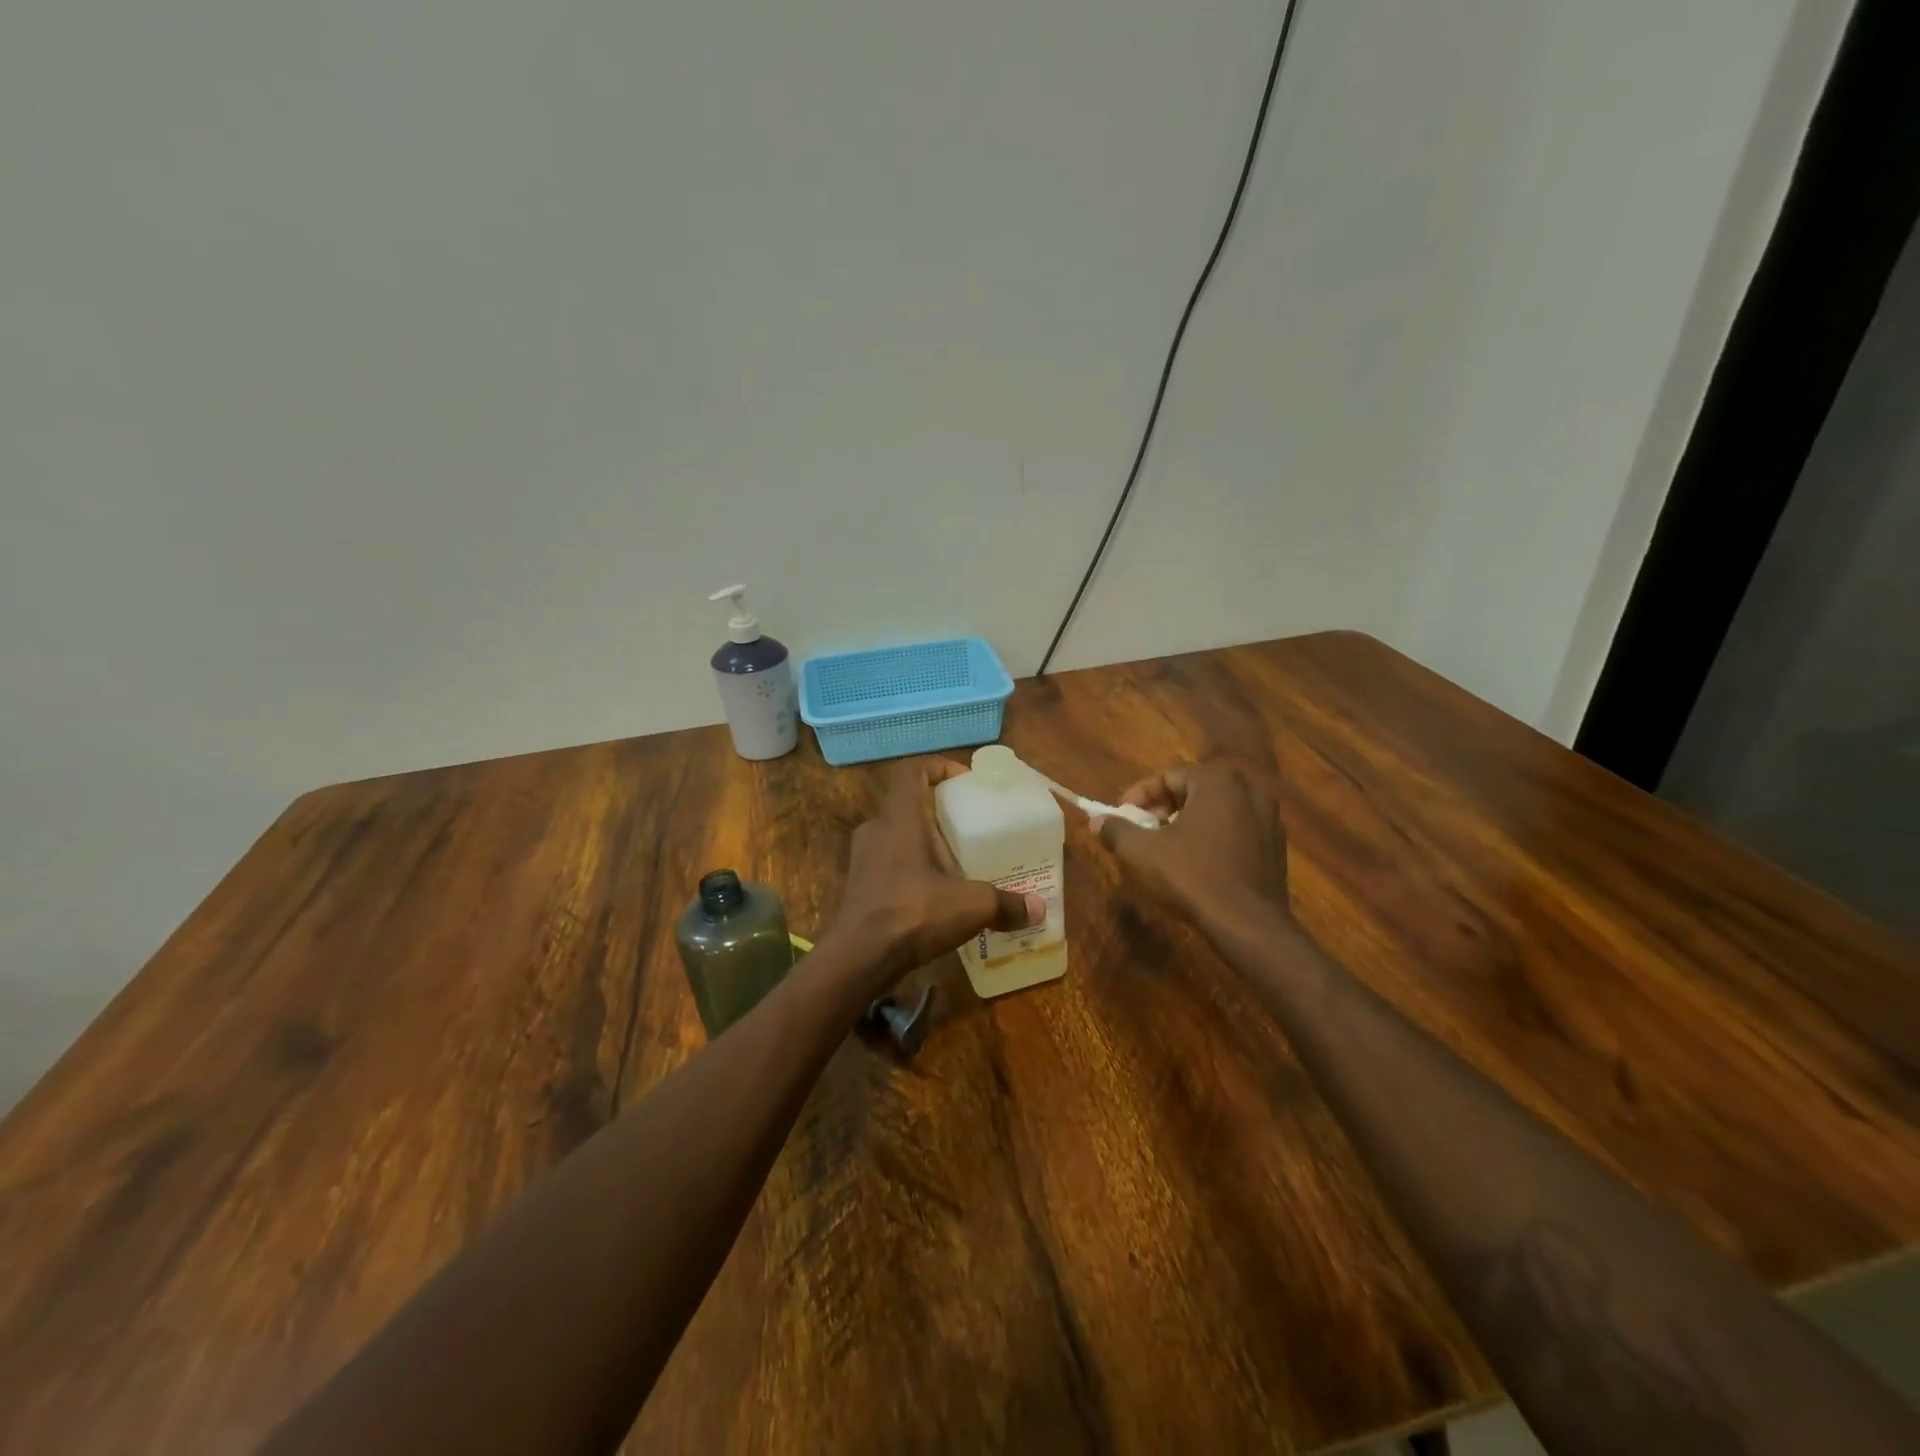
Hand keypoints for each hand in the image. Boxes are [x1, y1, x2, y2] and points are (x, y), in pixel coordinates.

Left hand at [824, 757, 1045, 989]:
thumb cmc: (913, 912)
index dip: (937, 767)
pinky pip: (888, 865)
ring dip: (924, 845)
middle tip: (968, 829)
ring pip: (896, 837)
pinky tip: (934, 896)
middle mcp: (876, 830)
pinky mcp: (858, 887)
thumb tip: (1038, 910)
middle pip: (907, 805)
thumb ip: (1005, 904)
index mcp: (900, 818)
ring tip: (956, 865)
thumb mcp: (970, 905)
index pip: (911, 771)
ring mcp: (862, 859)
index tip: (964, 781)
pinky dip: (911, 871)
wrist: (859, 957)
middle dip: (938, 813)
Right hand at [1093, 760, 1291, 930]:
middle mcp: (1248, 789)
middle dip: (1163, 808)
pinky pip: (1235, 831)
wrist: (1248, 925)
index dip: (1138, 796)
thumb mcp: (1142, 852)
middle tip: (1142, 831)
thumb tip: (1097, 821)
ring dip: (1188, 823)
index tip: (1122, 816)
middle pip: (1193, 790)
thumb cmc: (1192, 877)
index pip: (1168, 777)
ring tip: (1166, 848)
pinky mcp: (1276, 846)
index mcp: (1217, 781)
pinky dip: (1213, 838)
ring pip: (1216, 811)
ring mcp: (1269, 818)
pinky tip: (1197, 864)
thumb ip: (1116, 830)